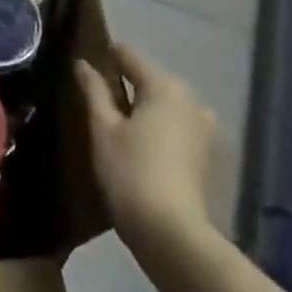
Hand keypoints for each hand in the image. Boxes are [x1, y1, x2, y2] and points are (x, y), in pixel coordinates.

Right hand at [76, 41, 217, 249]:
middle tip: (96, 99)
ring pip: (165, 104)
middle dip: (125, 84)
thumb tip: (82, 63)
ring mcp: (205, 128)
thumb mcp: (102, 128)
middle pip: (150, 79)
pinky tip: (140, 146)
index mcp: (164, 85)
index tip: (84, 65)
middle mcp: (191, 99)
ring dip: (143, 108)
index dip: (104, 56)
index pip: (128, 55)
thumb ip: (93, 90)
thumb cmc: (130, 173)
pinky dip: (159, 128)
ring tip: (117, 124)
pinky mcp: (208, 155)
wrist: (173, 235)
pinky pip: (177, 126)